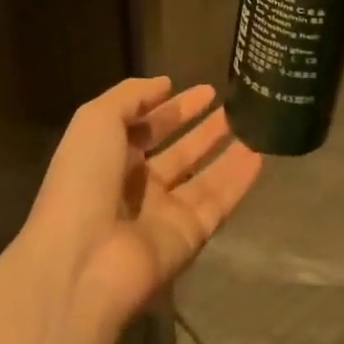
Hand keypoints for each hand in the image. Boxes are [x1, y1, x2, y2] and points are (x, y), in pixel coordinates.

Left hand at [21, 78, 261, 327]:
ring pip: (202, 176)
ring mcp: (164, 213)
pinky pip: (218, 202)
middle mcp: (137, 185)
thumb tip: (165, 83)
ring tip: (254, 124)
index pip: (146, 127)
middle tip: (233, 106)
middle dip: (203, 128)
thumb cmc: (84, 179)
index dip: (172, 107)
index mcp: (109, 157)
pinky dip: (238, 180)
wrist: (84, 260)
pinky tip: (260, 155)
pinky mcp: (189, 237)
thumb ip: (130, 96)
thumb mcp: (97, 119)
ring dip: (226, 151)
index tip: (204, 90)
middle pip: (177, 152)